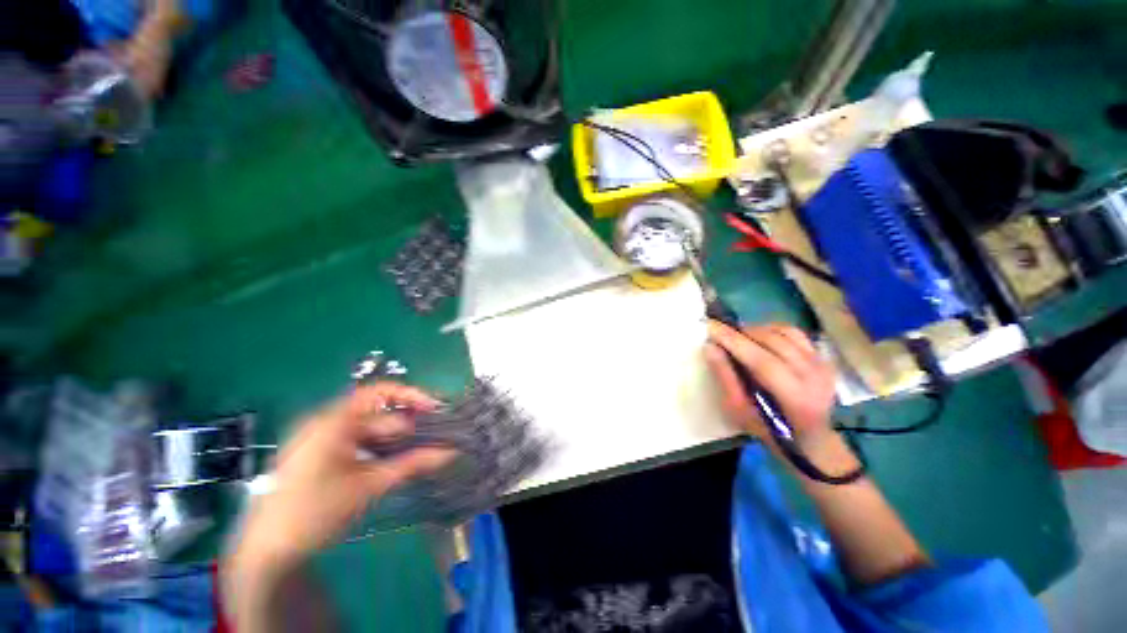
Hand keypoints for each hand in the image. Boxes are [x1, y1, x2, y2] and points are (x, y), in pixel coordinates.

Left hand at [229, 383, 455, 578]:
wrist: (266, 551)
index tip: (435, 408)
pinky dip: (375, 448)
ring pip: (367, 429)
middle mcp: (324, 422)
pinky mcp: (315, 454)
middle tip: (431, 439)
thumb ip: (412, 464)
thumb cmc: (316, 513)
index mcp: (333, 421)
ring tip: (415, 453)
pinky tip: (388, 463)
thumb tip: (450, 452)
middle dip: (405, 425)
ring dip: (392, 439)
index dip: (411, 395)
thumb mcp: (369, 486)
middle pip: (376, 413)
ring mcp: (317, 438)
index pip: (380, 391)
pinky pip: (354, 441)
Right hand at [705, 321, 837, 447]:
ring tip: (739, 336)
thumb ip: (725, 378)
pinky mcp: (822, 358)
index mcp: (794, 397)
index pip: (761, 360)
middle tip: (720, 332)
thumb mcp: (740, 411)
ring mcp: (821, 365)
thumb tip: (710, 348)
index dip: (734, 341)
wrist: (810, 439)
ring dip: (757, 330)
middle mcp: (813, 376)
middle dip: (742, 333)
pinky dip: (773, 330)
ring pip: (784, 332)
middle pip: (773, 341)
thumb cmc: (769, 430)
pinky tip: (760, 338)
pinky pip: (795, 333)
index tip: (711, 327)